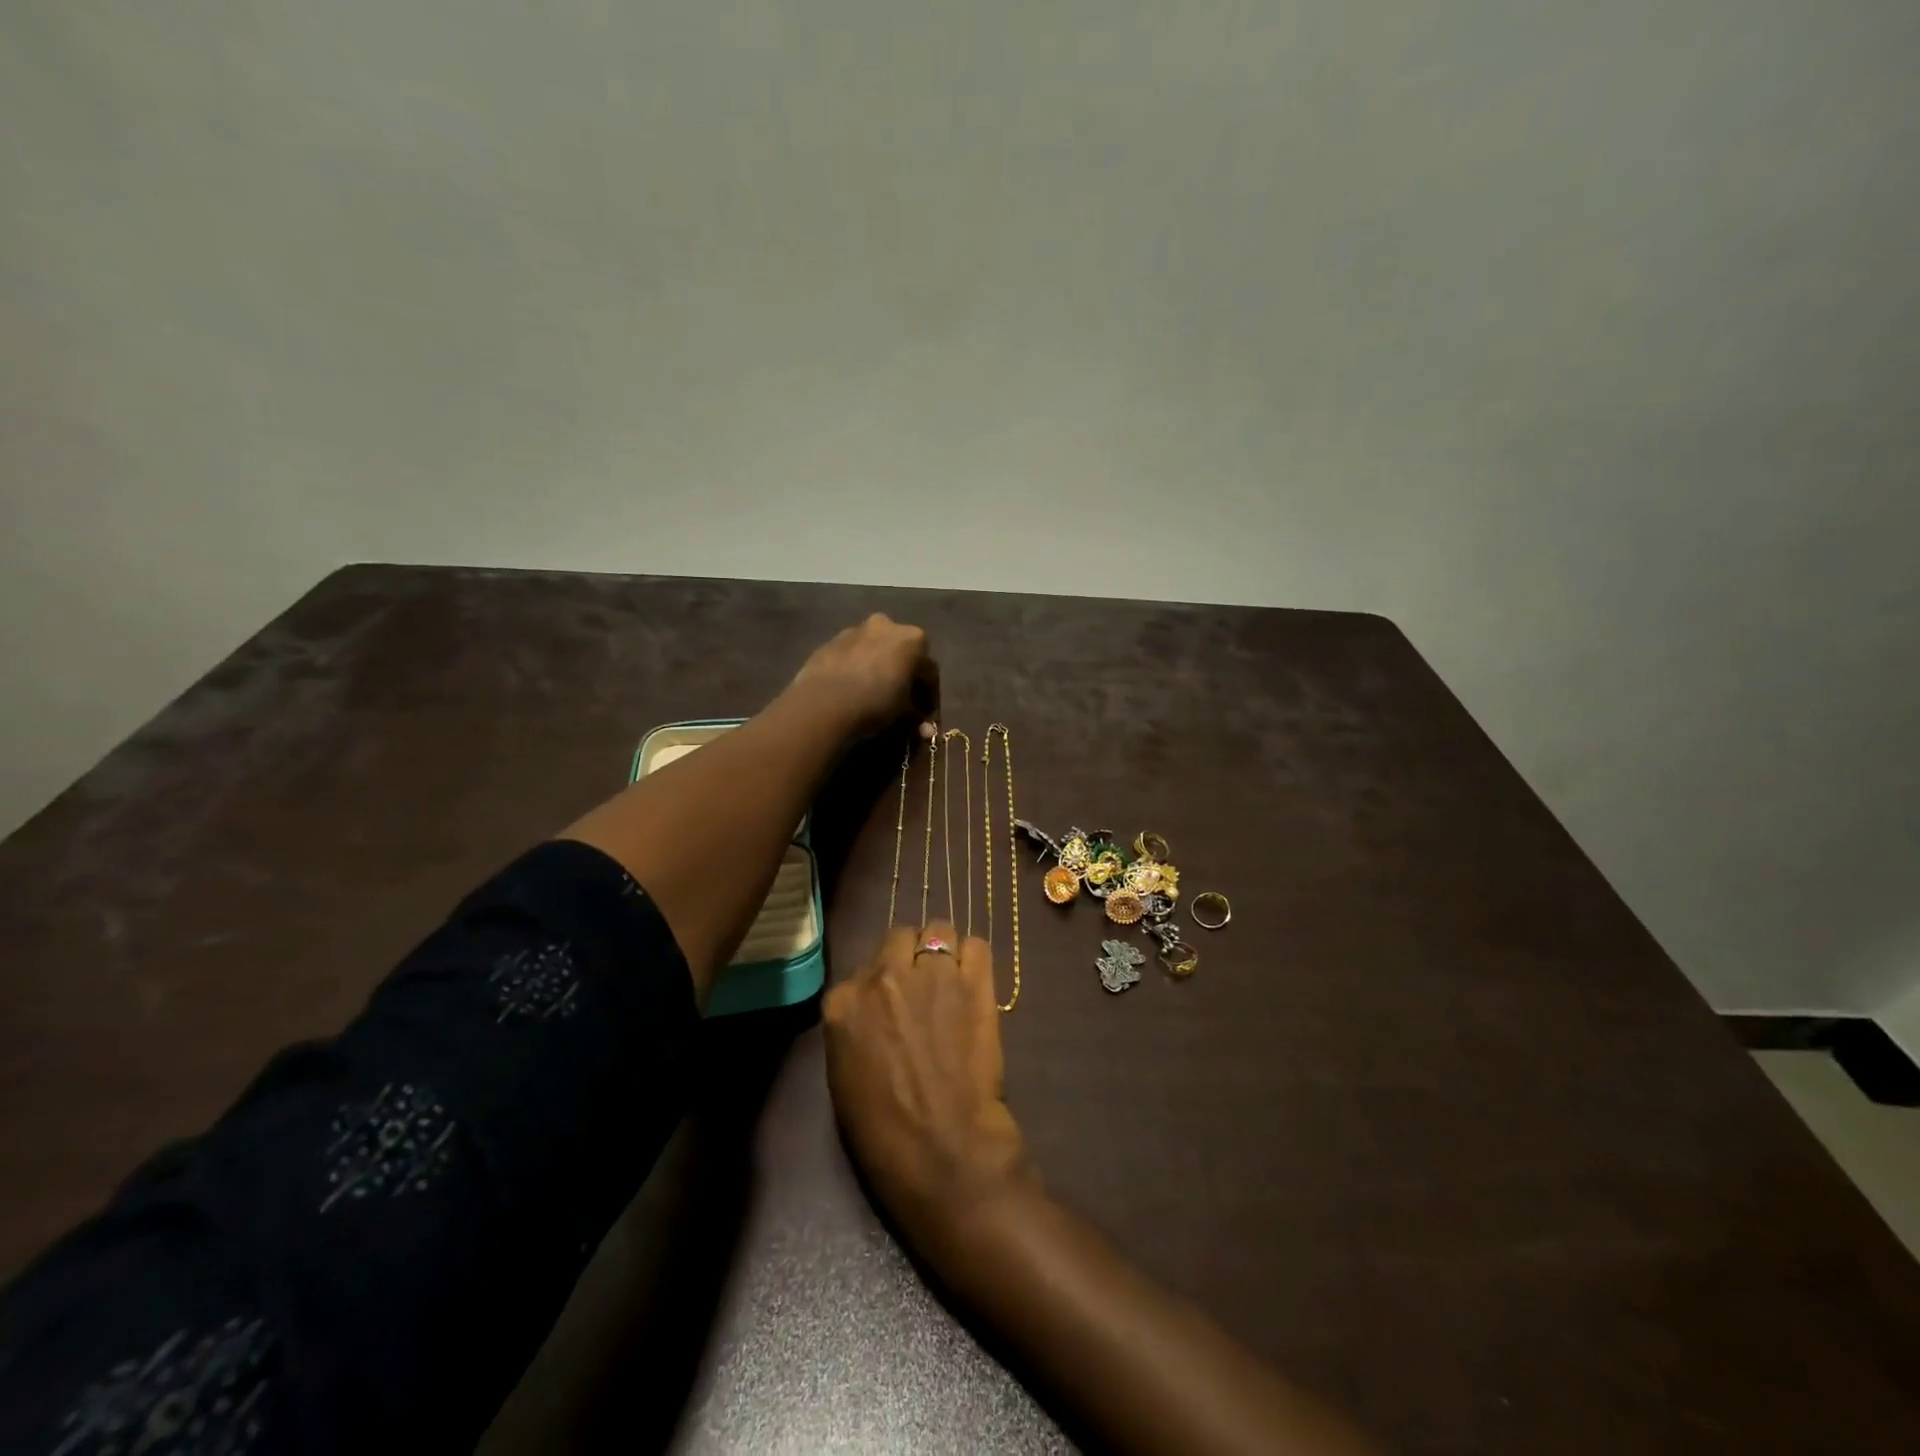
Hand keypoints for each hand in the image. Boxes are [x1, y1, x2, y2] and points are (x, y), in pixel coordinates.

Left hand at [791, 614, 938, 737]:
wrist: (823, 702)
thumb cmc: (875, 704)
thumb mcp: (904, 714)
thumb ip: (917, 716)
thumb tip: (924, 728)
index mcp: (913, 639)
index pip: (929, 671)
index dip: (928, 696)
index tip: (924, 715)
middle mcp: (886, 625)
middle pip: (901, 653)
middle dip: (903, 675)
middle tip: (900, 701)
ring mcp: (855, 630)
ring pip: (875, 651)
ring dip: (878, 668)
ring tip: (872, 694)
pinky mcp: (830, 641)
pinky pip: (852, 656)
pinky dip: (856, 668)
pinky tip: (851, 689)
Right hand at [824, 923, 1028, 1254]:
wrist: (944, 1153)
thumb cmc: (886, 1133)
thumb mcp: (844, 1075)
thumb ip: (854, 1025)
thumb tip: (874, 1004)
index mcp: (843, 1003)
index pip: (865, 965)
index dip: (883, 982)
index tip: (895, 1004)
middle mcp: (883, 977)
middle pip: (900, 937)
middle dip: (911, 957)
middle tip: (925, 988)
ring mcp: (931, 975)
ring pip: (939, 931)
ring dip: (944, 952)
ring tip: (952, 982)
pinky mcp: (973, 983)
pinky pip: (976, 945)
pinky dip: (974, 959)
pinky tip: (974, 983)